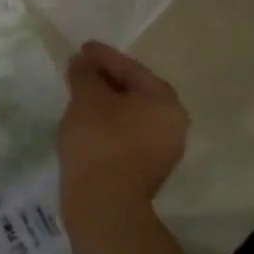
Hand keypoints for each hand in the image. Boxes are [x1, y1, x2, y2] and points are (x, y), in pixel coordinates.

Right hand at [57, 42, 188, 239]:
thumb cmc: (99, 141)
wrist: (104, 205)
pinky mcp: (147, 170)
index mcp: (165, 101)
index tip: (81, 48)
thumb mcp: (86, 98)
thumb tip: (81, 61)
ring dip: (107, 103)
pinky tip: (87, 122)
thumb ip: (84, 73)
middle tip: (80, 69)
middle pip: (135, 91)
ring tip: (80, 95)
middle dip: (107, 79)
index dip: (103, 56)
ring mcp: (163, 150)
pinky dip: (109, 124)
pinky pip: (127, 134)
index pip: (131, 68)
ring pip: (131, 115)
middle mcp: (173, 124)